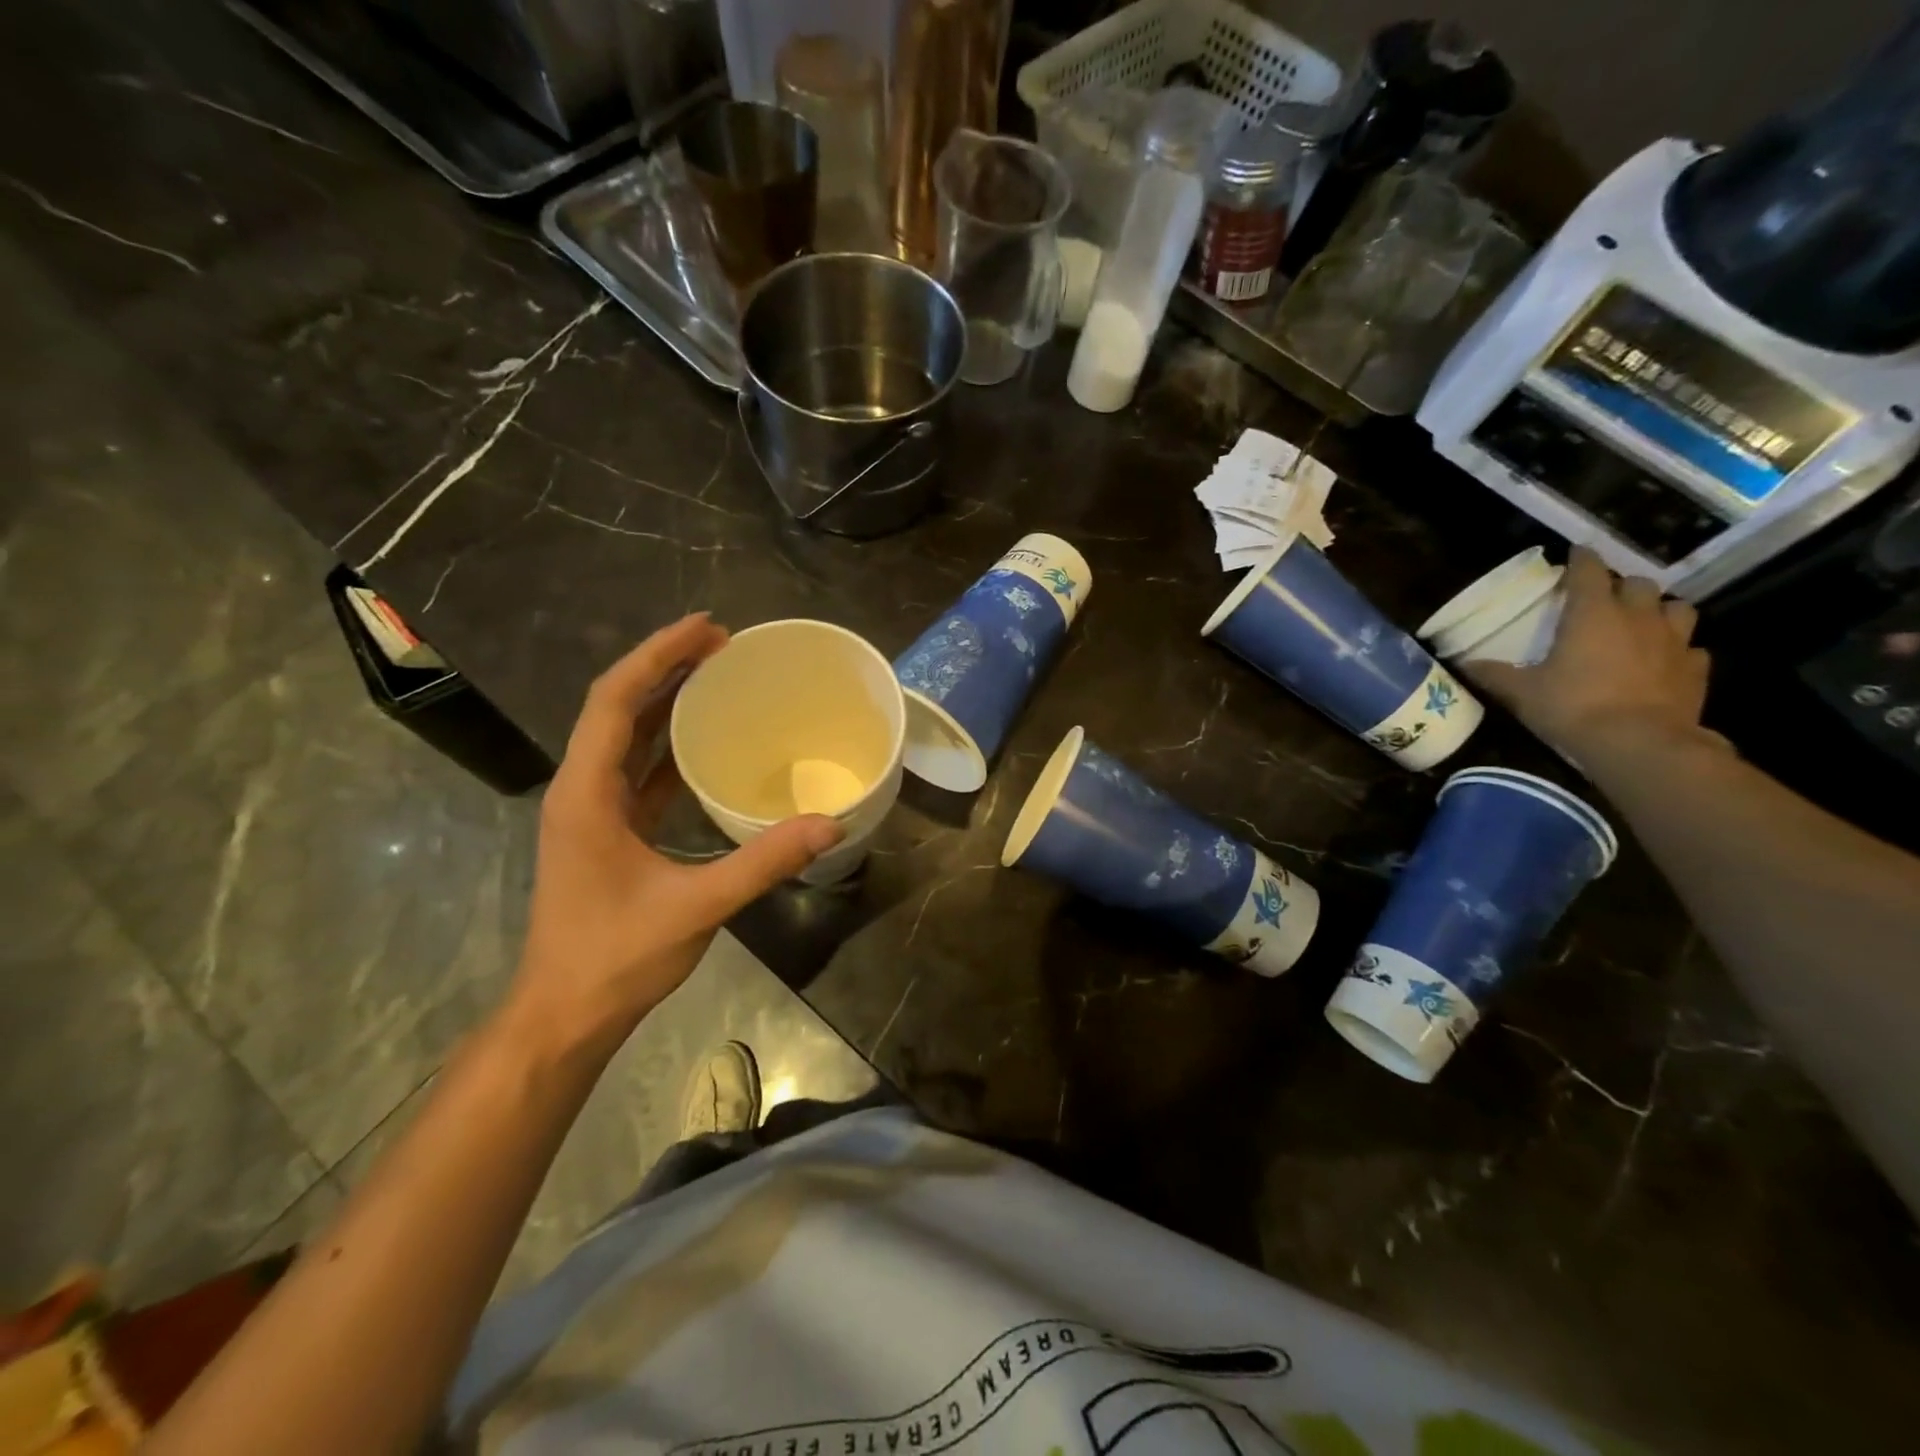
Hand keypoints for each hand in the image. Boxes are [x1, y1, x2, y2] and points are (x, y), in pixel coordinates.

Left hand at [505, 614, 841, 1052]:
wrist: (565, 1014)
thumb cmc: (616, 957)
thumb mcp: (698, 906)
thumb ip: (764, 861)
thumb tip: (829, 824)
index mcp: (588, 793)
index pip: (615, 701)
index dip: (658, 656)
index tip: (707, 629)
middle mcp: (583, 790)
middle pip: (618, 707)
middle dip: (665, 667)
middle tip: (722, 643)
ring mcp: (593, 811)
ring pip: (626, 737)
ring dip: (665, 701)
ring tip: (717, 675)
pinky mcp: (609, 832)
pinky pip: (638, 770)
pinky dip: (668, 744)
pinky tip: (705, 740)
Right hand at [1471, 548, 1725, 763]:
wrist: (1639, 743)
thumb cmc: (1573, 707)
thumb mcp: (1521, 693)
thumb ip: (1493, 674)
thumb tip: (1462, 663)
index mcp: (1593, 614)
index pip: (1590, 571)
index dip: (1582, 559)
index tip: (1575, 552)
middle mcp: (1638, 617)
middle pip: (1639, 584)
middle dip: (1622, 585)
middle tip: (1604, 597)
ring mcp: (1674, 642)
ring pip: (1677, 608)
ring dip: (1659, 610)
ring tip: (1642, 622)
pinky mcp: (1695, 669)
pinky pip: (1692, 648)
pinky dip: (1678, 649)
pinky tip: (1664, 661)